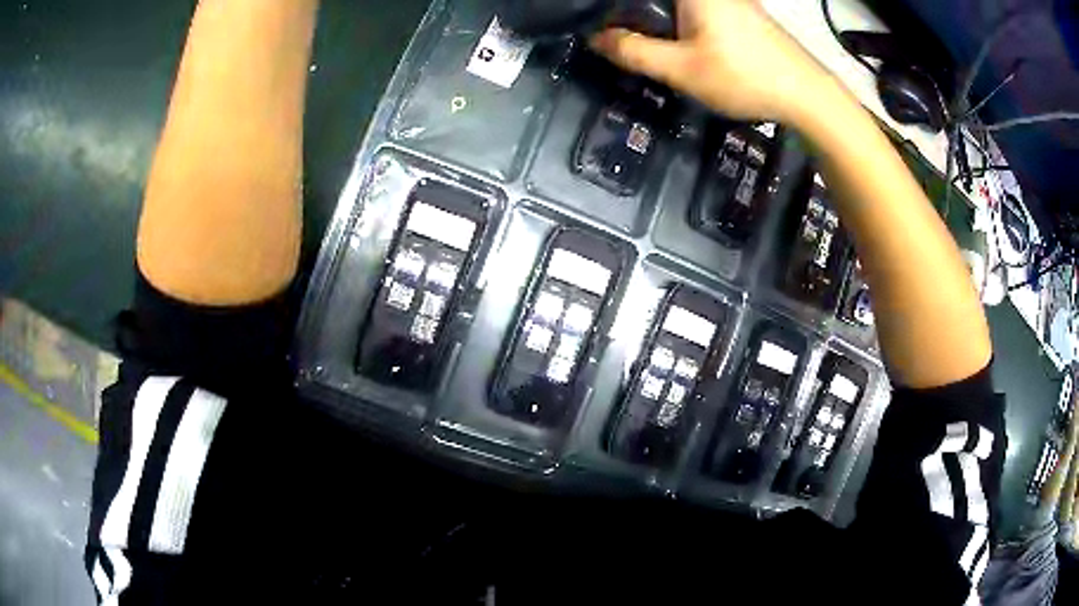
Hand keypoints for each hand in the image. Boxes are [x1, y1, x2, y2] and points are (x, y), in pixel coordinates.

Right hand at [590, 0, 825, 121]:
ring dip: (657, 17)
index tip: (606, 26)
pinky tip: (678, 41)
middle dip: (635, 12)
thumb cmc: (743, 76)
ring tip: (642, 39)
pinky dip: (679, 19)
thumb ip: (633, 51)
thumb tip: (597, 39)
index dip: (617, 8)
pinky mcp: (740, 9)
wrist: (807, 94)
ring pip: (679, 4)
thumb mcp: (681, 69)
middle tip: (620, 35)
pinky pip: (698, 8)